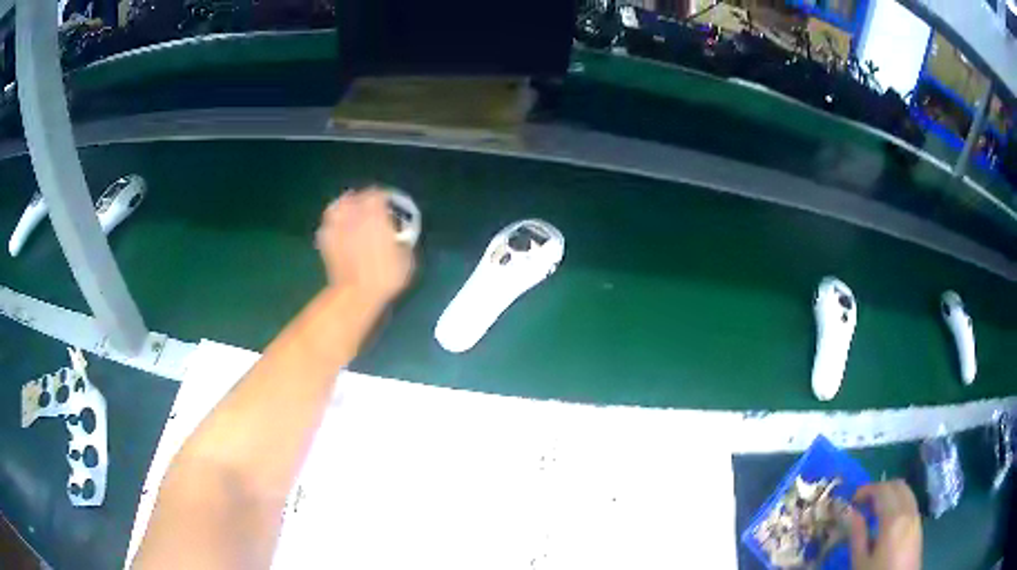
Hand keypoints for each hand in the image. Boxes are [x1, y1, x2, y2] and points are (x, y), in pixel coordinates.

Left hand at [315, 188, 413, 306]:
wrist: (356, 294)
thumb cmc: (385, 277)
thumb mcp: (406, 258)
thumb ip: (401, 240)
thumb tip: (399, 237)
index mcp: (375, 215)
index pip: (376, 194)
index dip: (383, 197)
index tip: (388, 204)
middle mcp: (354, 215)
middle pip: (355, 197)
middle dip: (362, 200)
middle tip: (370, 210)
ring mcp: (336, 226)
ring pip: (338, 206)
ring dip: (345, 207)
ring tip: (351, 214)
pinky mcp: (325, 240)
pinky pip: (328, 223)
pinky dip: (333, 223)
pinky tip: (338, 230)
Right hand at [849, 480, 921, 569]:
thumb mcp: (861, 562)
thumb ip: (857, 536)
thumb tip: (850, 513)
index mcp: (893, 519)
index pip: (883, 490)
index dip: (867, 489)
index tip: (852, 499)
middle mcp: (908, 510)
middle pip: (897, 485)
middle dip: (880, 488)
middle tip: (863, 502)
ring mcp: (916, 515)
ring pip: (906, 491)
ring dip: (891, 493)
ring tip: (874, 510)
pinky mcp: (918, 523)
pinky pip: (910, 501)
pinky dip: (898, 501)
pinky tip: (887, 518)